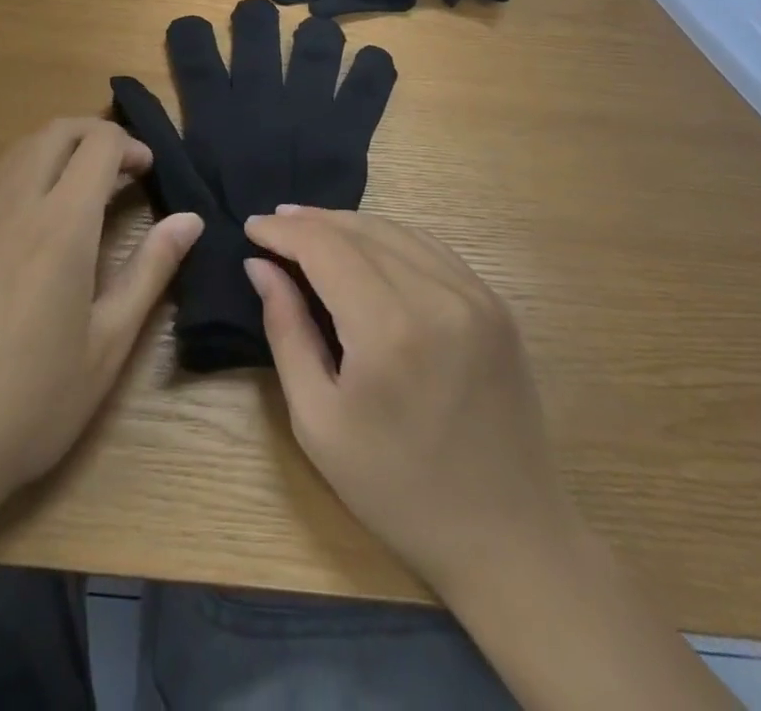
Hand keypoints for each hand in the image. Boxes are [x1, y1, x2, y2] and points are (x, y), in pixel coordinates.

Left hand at [0, 119, 201, 528]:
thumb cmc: (33, 402)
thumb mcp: (108, 343)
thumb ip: (150, 270)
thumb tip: (190, 220)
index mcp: (60, 226)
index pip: (98, 146)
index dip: (132, 146)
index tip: (151, 172)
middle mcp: (17, 206)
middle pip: (57, 131)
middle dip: (97, 133)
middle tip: (126, 167)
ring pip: (23, 148)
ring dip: (62, 147)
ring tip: (89, 184)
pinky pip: (0, 177)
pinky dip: (32, 167)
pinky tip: (45, 214)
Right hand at [244, 207, 573, 597]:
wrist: (509, 539)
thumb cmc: (398, 490)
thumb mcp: (318, 421)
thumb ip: (286, 331)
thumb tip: (260, 266)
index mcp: (388, 328)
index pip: (325, 247)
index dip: (283, 231)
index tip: (251, 227)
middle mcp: (436, 295)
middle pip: (359, 231)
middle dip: (310, 221)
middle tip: (272, 223)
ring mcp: (475, 295)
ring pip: (396, 231)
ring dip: (347, 224)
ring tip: (309, 227)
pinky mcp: (495, 304)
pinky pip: (431, 249)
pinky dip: (389, 237)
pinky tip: (365, 247)